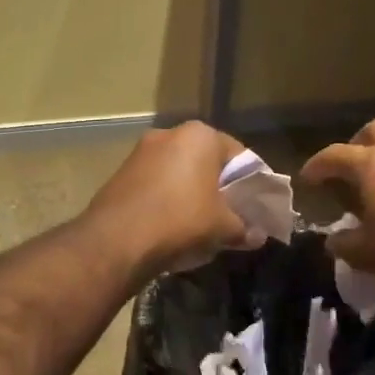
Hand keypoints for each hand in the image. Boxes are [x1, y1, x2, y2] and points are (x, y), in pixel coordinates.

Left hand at [84, 122, 253, 278]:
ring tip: (202, 225)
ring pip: (179, 173)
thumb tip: (257, 236)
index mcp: (200, 136)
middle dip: (220, 188)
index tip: (257, 207)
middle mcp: (168, 134)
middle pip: (206, 162)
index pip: (240, 156)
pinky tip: (172, 226)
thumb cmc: (180, 221)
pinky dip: (168, 200)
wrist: (116, 239)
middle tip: (231, 216)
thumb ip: (244, 228)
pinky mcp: (121, 174)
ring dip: (192, 194)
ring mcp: (140, 153)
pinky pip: (156, 185)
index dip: (253, 184)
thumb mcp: (222, 227)